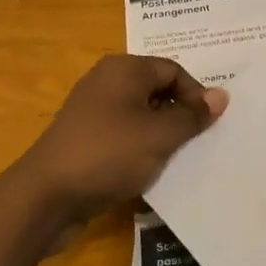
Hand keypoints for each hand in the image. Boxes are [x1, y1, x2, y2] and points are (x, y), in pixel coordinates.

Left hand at [14, 54, 226, 227]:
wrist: (44, 197)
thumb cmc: (107, 154)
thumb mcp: (158, 136)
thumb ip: (191, 116)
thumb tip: (221, 96)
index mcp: (124, 68)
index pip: (173, 70)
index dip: (196, 95)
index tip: (211, 126)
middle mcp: (107, 81)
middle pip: (156, 90)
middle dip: (179, 114)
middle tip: (199, 142)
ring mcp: (92, 110)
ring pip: (140, 115)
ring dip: (160, 134)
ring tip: (177, 159)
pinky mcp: (84, 139)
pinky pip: (122, 135)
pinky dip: (139, 148)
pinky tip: (149, 171)